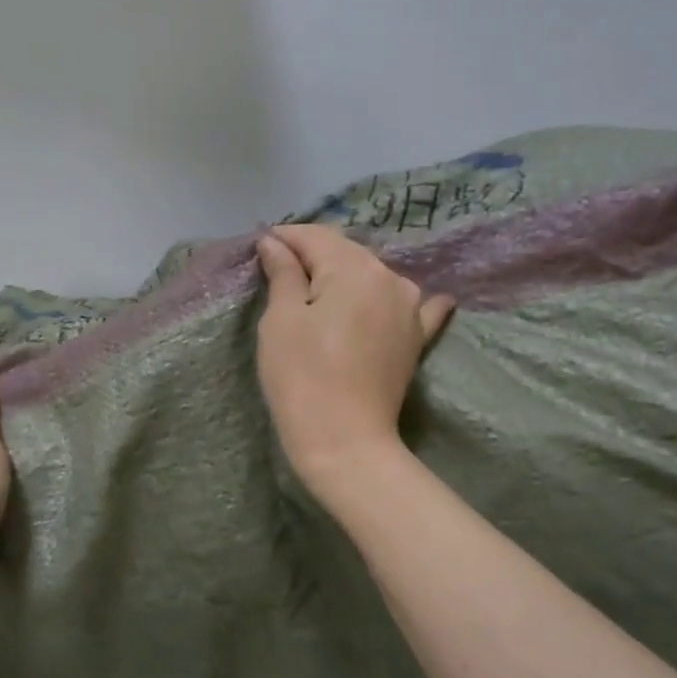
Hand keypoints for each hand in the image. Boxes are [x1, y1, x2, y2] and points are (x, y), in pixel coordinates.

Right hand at [255, 225, 454, 492]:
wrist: (345, 441)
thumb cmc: (302, 377)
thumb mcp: (281, 320)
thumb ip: (282, 272)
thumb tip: (275, 242)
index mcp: (353, 267)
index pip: (315, 237)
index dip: (284, 237)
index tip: (259, 245)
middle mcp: (390, 277)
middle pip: (345, 253)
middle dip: (314, 255)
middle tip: (280, 267)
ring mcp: (410, 307)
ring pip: (373, 275)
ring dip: (347, 274)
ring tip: (321, 285)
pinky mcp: (416, 337)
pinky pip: (412, 306)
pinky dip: (398, 299)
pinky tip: (411, 296)